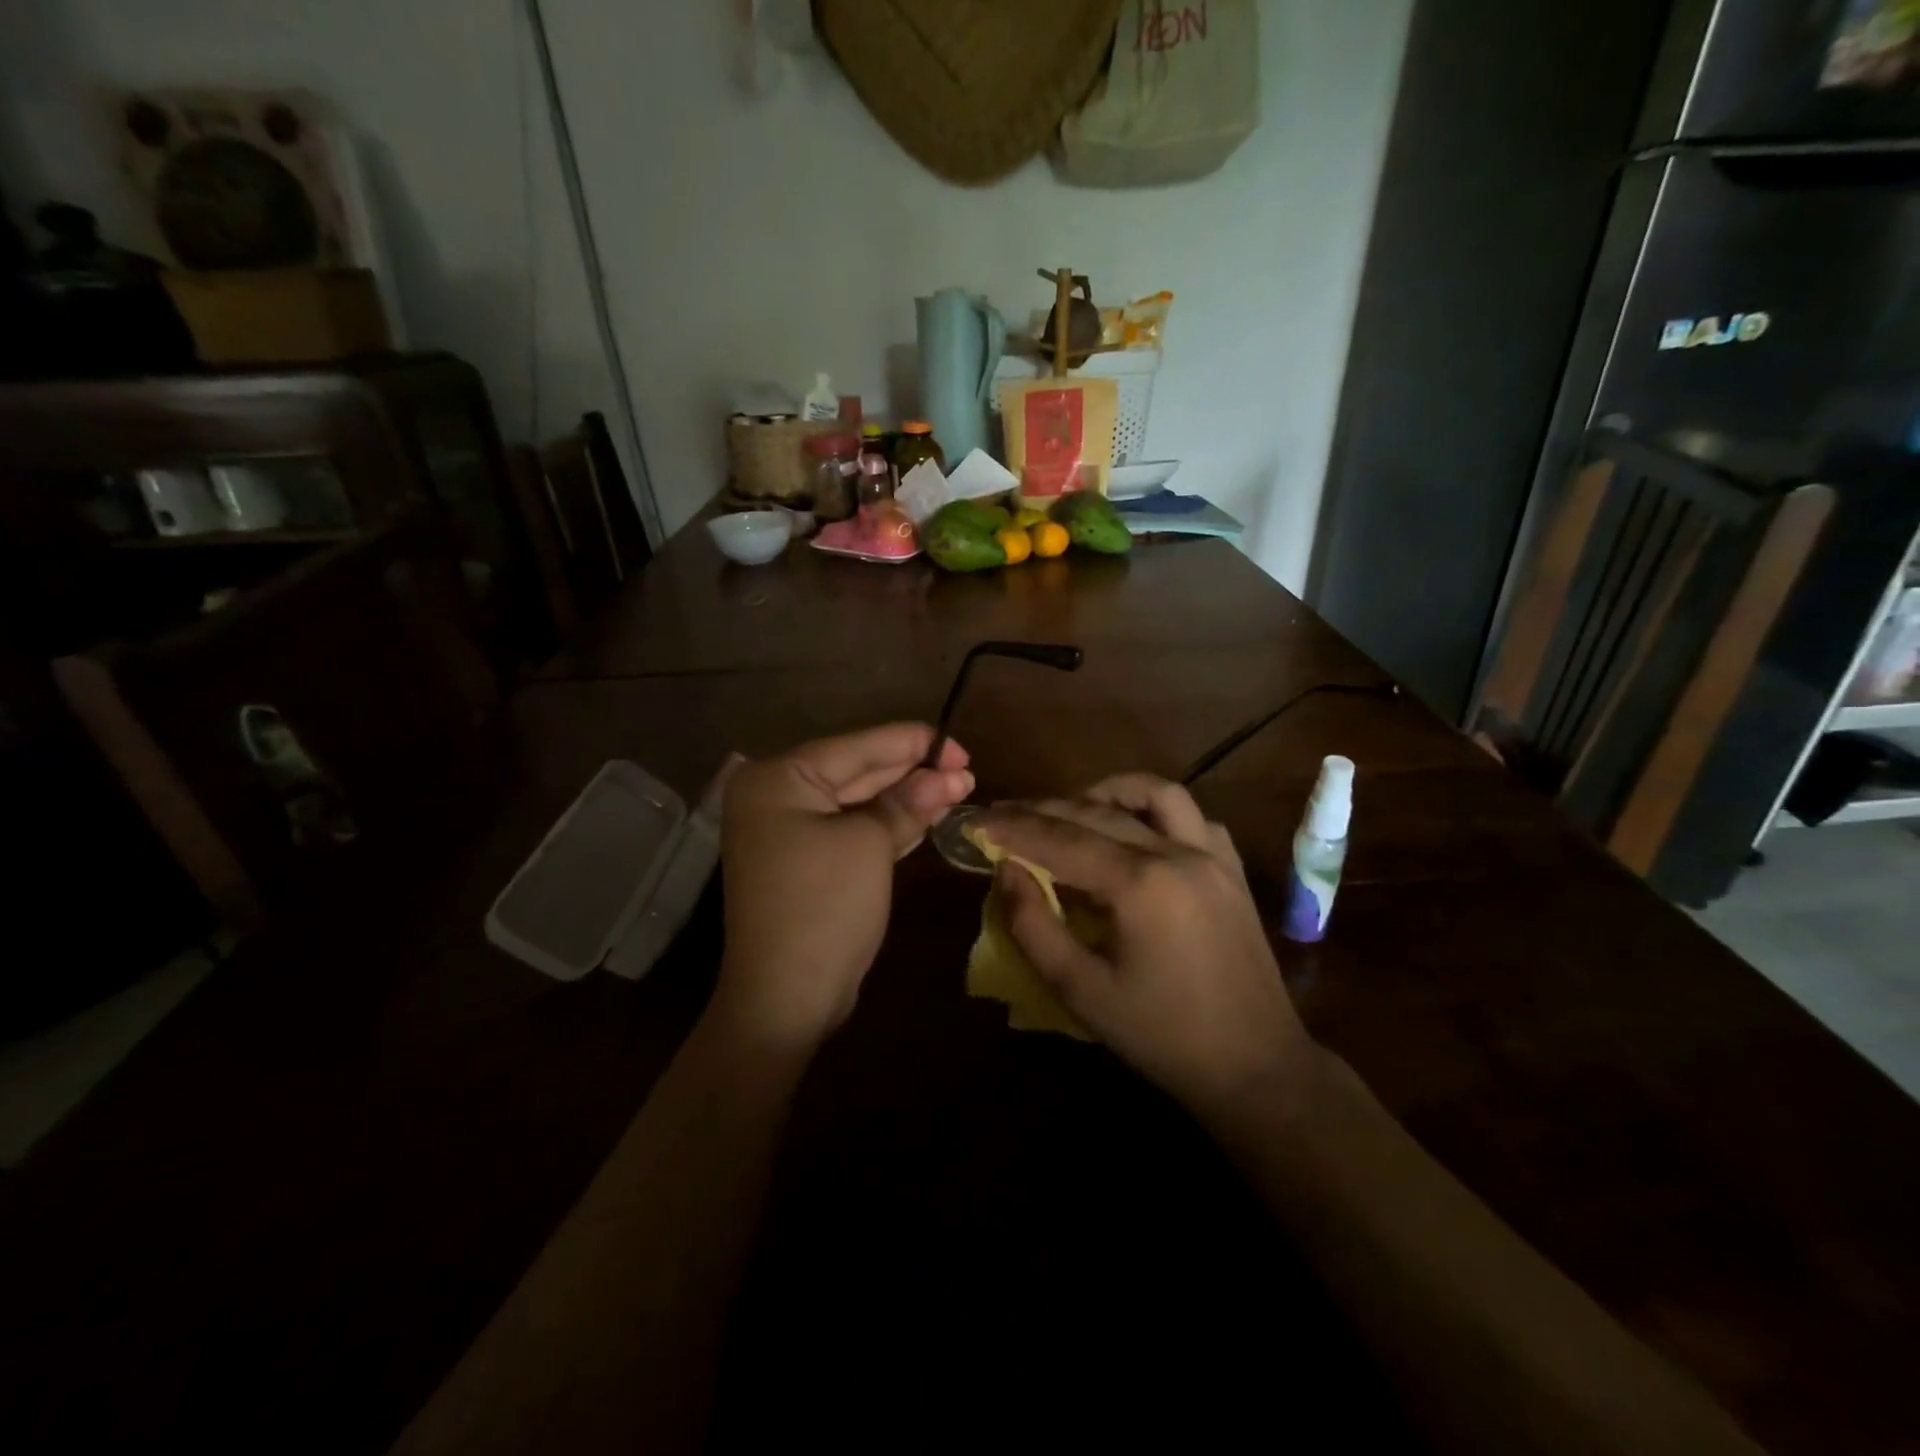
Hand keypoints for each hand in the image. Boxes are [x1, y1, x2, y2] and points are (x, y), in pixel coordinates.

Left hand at [714, 723, 971, 1049]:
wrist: (786, 998)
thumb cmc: (824, 906)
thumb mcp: (870, 844)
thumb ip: (905, 803)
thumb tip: (944, 776)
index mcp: (778, 779)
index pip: (857, 747)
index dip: (912, 743)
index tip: (958, 745)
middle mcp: (777, 797)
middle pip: (858, 772)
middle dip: (913, 772)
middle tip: (966, 768)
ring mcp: (790, 833)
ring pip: (859, 803)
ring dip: (907, 797)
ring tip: (959, 786)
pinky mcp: (807, 863)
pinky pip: (852, 830)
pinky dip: (889, 824)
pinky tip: (930, 813)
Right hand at [977, 775, 1314, 1118]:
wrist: (1255, 1067)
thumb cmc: (1161, 1036)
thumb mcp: (1081, 991)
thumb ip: (1034, 925)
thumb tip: (1007, 870)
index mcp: (1140, 884)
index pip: (1062, 839)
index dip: (1015, 829)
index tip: (978, 821)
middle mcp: (1179, 853)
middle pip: (1098, 812)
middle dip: (1046, 809)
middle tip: (1006, 814)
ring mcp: (1213, 856)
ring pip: (1156, 794)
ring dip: (1108, 793)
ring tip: (1073, 808)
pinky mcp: (1232, 870)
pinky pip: (1194, 817)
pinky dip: (1156, 812)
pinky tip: (1136, 832)